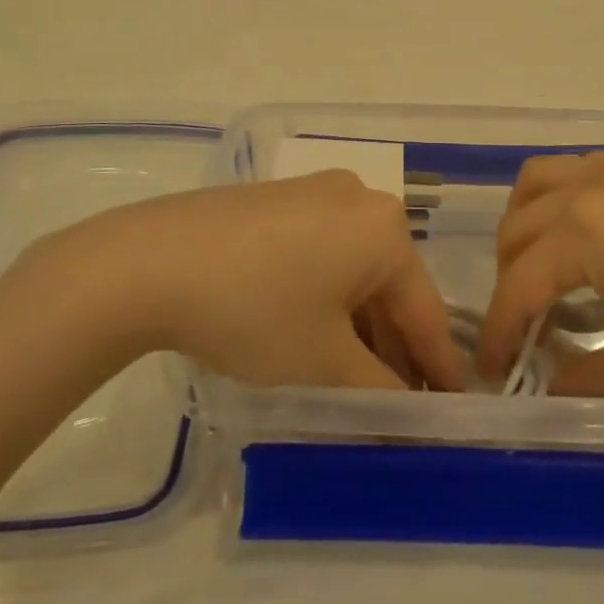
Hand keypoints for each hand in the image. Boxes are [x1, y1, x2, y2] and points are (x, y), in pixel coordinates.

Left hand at [24, 173, 465, 391]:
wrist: (150, 261)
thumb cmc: (255, 311)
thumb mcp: (325, 363)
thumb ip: (380, 391)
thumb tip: (408, 410)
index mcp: (385, 230)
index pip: (426, 311)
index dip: (440, 368)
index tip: (453, 410)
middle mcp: (358, 199)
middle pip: (390, 285)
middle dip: (395, 346)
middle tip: (399, 401)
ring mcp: (313, 193)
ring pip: (353, 267)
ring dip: (359, 322)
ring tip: (355, 375)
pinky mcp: (276, 200)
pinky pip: (321, 251)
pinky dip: (326, 294)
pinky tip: (312, 330)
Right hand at [476, 153, 603, 398]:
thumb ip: (584, 377)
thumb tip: (544, 384)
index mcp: (584, 232)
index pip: (518, 284)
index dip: (500, 334)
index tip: (491, 374)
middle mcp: (590, 186)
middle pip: (518, 228)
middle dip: (508, 281)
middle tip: (524, 330)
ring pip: (539, 182)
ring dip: (524, 226)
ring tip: (542, 271)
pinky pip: (580, 172)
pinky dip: (560, 202)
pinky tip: (591, 242)